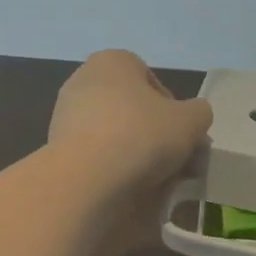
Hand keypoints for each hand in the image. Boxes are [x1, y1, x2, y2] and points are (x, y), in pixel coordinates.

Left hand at [48, 50, 212, 195]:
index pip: (153, 82)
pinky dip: (115, 172)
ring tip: (161, 184)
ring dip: (139, 157)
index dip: (174, 110)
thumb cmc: (141, 135)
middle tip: (179, 163)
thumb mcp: (190, 121)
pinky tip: (132, 193)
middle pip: (134, 111)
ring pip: (116, 136)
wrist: (85, 182)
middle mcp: (84, 81)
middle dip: (157, 136)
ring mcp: (65, 117)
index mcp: (114, 62)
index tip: (183, 135)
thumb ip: (199, 113)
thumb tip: (193, 119)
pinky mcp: (56, 151)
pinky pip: (97, 158)